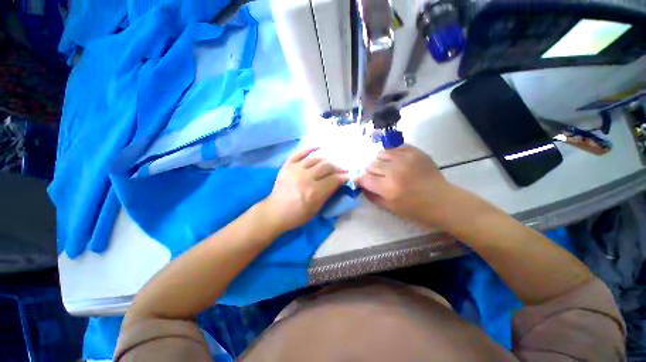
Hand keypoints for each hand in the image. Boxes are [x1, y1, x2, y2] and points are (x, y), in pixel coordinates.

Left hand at [263, 148, 348, 231]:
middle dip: (337, 168)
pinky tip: (319, 147)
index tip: (348, 176)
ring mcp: (295, 170)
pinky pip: (299, 153)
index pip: (333, 180)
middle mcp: (305, 178)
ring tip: (332, 164)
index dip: (343, 177)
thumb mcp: (316, 209)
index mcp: (313, 192)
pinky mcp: (287, 166)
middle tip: (342, 170)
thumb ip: (328, 194)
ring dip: (327, 161)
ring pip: (316, 159)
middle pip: (326, 167)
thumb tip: (339, 182)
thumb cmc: (297, 215)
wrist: (275, 212)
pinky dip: (309, 149)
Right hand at [356, 145, 455, 225]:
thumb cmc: (415, 209)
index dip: (361, 180)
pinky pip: (395, 147)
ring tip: (386, 168)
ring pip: (381, 154)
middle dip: (370, 172)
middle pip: (371, 165)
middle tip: (377, 177)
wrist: (442, 201)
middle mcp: (395, 171)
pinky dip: (391, 154)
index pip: (365, 178)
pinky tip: (396, 161)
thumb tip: (361, 185)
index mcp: (388, 188)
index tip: (362, 181)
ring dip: (380, 162)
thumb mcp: (389, 208)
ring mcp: (406, 158)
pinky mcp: (415, 152)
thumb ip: (371, 196)